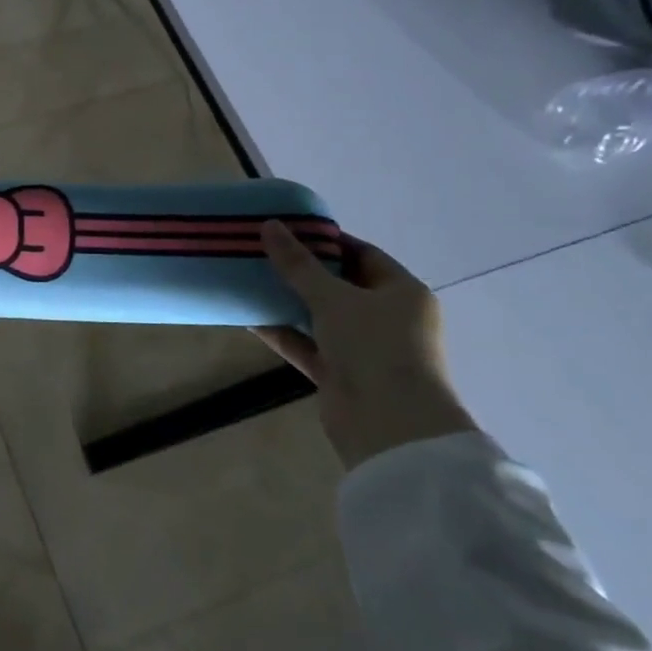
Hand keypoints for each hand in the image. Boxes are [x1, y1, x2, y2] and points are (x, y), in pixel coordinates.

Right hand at [252, 221, 476, 471]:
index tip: (288, 229)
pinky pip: (306, 344)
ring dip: (287, 301)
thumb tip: (269, 226)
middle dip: (301, 270)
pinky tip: (249, 317)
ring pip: (319, 316)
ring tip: (249, 279)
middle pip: (339, 285)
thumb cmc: (374, 346)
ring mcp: (363, 348)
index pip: (362, 254)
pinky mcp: (340, 373)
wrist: (389, 424)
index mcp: (402, 292)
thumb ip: (298, 264)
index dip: (326, 241)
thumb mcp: (333, 297)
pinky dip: (282, 332)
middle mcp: (387, 317)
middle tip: (262, 251)